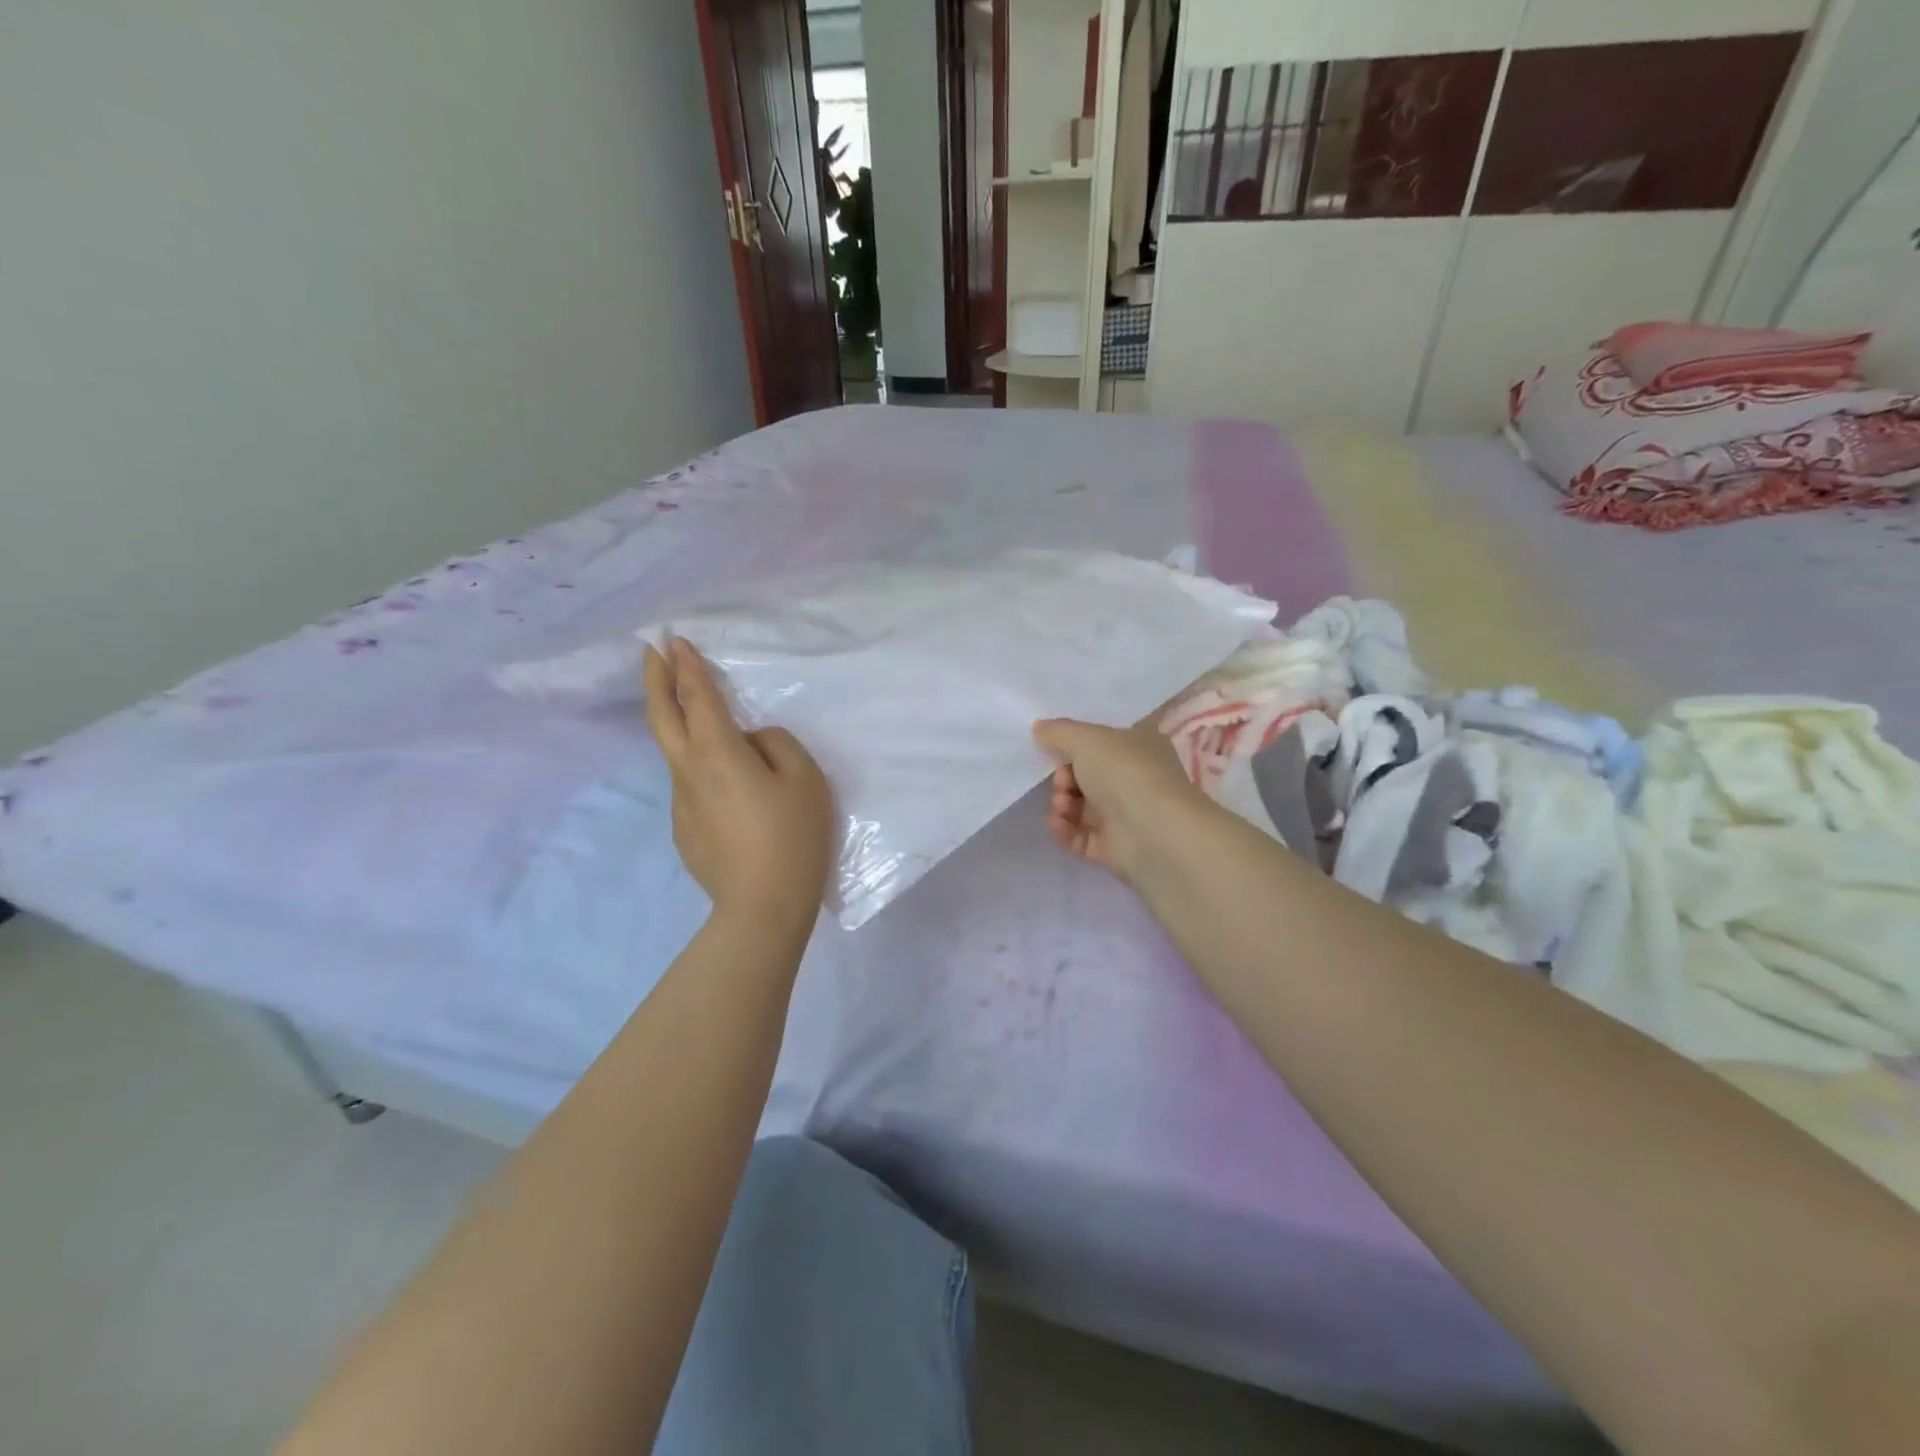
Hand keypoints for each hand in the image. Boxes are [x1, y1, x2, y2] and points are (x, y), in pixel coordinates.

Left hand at [644, 638, 834, 932]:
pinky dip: (701, 770)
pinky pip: (693, 787)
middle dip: (656, 680)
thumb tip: (751, 741)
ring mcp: (680, 805)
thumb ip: (777, 744)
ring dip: (679, 726)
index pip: (696, 697)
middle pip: (662, 717)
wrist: (763, 907)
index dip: (685, 666)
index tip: (673, 640)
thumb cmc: (792, 837)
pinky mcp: (684, 831)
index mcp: (718, 753)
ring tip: (700, 718)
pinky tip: (729, 791)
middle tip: (652, 653)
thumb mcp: (805, 779)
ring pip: (677, 754)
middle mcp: (689, 772)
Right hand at [1032, 716, 1205, 888]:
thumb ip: (1059, 732)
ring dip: (1062, 804)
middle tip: (1062, 782)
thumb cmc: (1124, 773)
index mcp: (1139, 746)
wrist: (1154, 832)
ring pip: (1080, 807)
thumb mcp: (1086, 739)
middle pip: (1086, 776)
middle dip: (1064, 778)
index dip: (1076, 746)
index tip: (1054, 749)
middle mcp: (1135, 779)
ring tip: (1062, 807)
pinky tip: (1058, 824)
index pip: (1103, 742)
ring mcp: (1125, 815)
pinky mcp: (1114, 847)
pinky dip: (1065, 830)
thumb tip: (1039, 727)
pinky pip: (1080, 836)